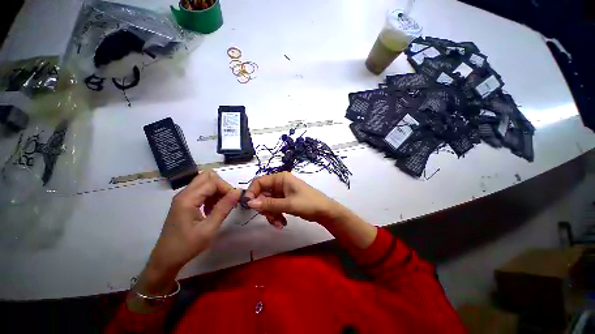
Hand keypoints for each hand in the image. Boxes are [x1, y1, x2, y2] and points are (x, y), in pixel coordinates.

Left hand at [136, 170, 240, 295]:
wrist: (166, 259)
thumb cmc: (187, 246)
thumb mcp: (209, 228)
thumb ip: (224, 208)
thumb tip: (238, 191)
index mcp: (188, 199)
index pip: (212, 181)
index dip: (226, 188)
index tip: (234, 200)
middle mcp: (184, 193)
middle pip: (207, 176)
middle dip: (221, 186)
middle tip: (227, 201)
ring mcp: (184, 197)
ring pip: (205, 182)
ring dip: (217, 191)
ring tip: (221, 207)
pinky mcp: (185, 202)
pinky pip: (202, 191)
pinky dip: (211, 196)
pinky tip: (212, 209)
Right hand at [245, 172, 345, 227]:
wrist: (325, 211)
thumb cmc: (309, 203)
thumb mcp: (288, 204)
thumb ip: (269, 204)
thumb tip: (249, 203)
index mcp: (281, 178)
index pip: (259, 182)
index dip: (252, 192)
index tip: (248, 205)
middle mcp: (280, 184)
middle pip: (262, 195)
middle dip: (265, 208)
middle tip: (270, 217)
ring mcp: (282, 193)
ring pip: (267, 203)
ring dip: (271, 215)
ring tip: (279, 224)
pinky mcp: (284, 201)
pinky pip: (274, 208)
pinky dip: (275, 216)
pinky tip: (282, 223)